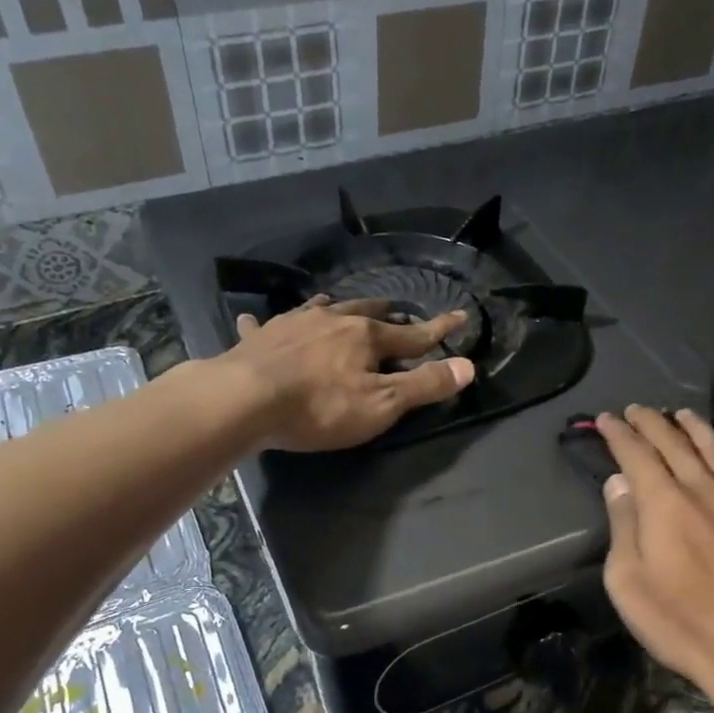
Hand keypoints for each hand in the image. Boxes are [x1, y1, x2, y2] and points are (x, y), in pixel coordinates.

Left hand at [219, 295, 475, 451]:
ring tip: (338, 305)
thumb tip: (468, 366)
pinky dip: (266, 324)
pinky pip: (265, 325)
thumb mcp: (381, 404)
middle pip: (365, 313)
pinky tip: (255, 321)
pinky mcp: (260, 339)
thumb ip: (424, 385)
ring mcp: (293, 325)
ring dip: (335, 308)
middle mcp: (332, 320)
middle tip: (395, 309)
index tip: (461, 316)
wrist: (245, 400)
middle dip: (385, 312)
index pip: (413, 334)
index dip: (439, 329)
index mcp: (366, 337)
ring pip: (320, 310)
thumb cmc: (320, 407)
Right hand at [597, 406, 713, 712]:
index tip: (605, 419)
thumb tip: (619, 483)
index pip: (638, 456)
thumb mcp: (629, 582)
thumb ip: (624, 526)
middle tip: (634, 409)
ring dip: (691, 428)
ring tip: (678, 413)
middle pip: (674, 445)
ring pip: (712, 451)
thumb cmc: (681, 624)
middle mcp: (702, 492)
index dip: (619, 435)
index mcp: (665, 505)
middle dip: (650, 423)